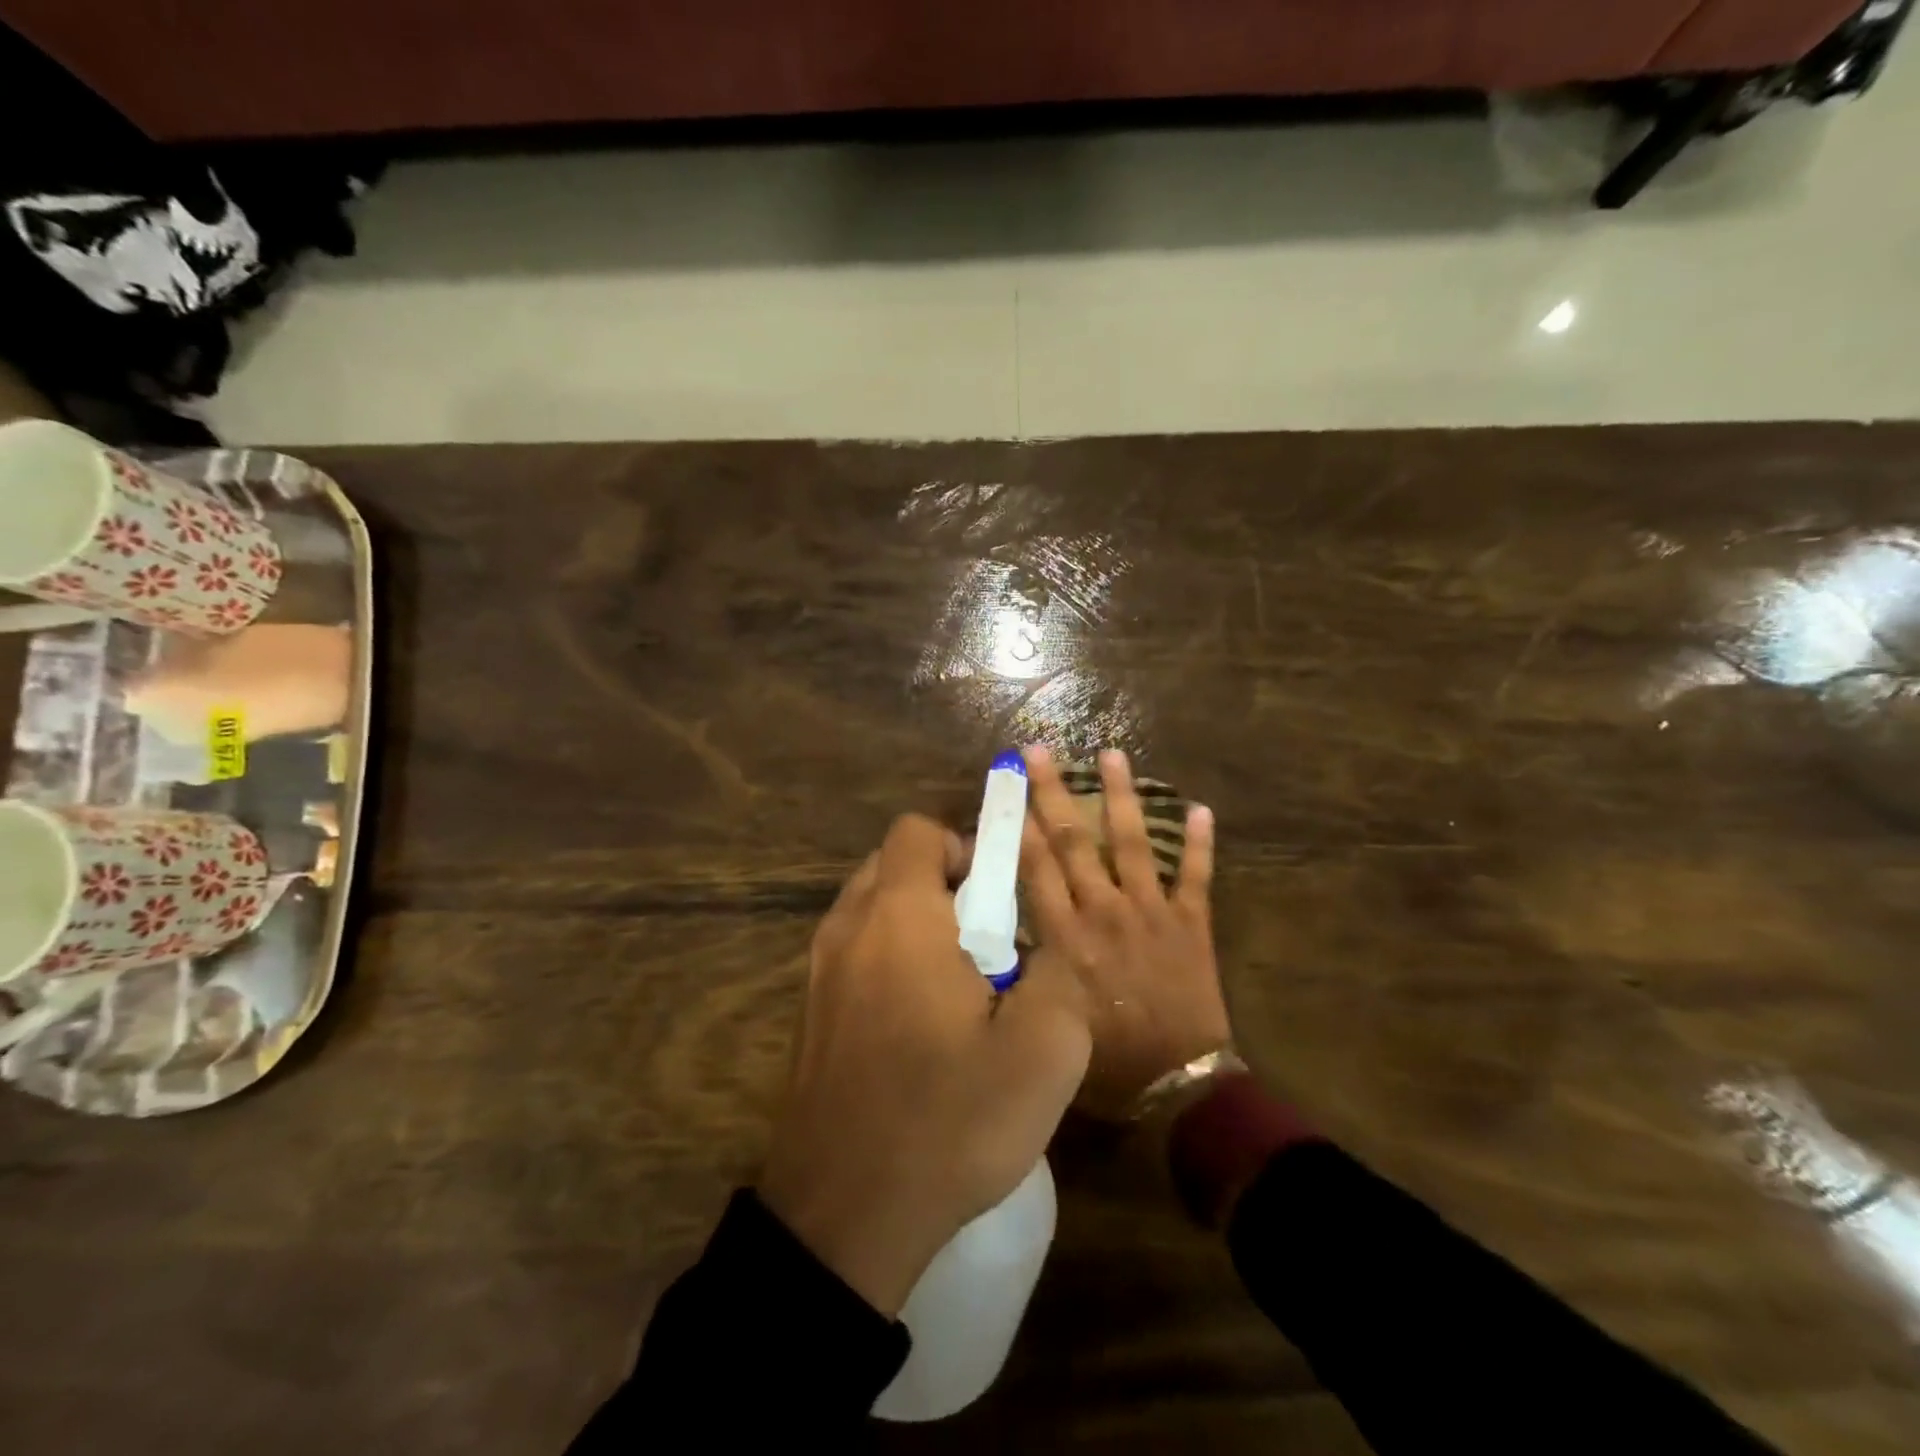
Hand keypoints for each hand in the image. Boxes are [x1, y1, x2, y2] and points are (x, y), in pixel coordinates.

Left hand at [759, 814, 1091, 1316]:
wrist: (843, 1217)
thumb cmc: (948, 1119)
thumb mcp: (1045, 1049)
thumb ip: (1058, 971)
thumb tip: (1037, 947)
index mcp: (898, 915)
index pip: (917, 831)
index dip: (964, 847)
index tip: (998, 899)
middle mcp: (847, 927)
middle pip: (892, 865)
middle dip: (944, 886)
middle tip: (986, 944)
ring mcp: (817, 971)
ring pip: (871, 910)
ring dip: (915, 925)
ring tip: (956, 991)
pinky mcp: (807, 1013)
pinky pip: (853, 954)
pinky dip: (888, 962)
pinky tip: (917, 1029)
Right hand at [1020, 746, 1227, 1119]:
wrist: (1178, 1087)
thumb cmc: (1105, 1060)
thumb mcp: (1050, 1016)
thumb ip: (1030, 968)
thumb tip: (1008, 929)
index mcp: (1066, 936)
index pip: (1036, 866)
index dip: (1019, 822)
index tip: (1006, 786)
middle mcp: (1104, 911)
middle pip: (1073, 841)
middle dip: (1052, 793)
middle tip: (1039, 751)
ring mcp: (1152, 912)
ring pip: (1132, 843)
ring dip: (1121, 796)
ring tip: (1112, 755)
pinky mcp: (1192, 923)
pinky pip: (1197, 876)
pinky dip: (1200, 842)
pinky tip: (1200, 807)